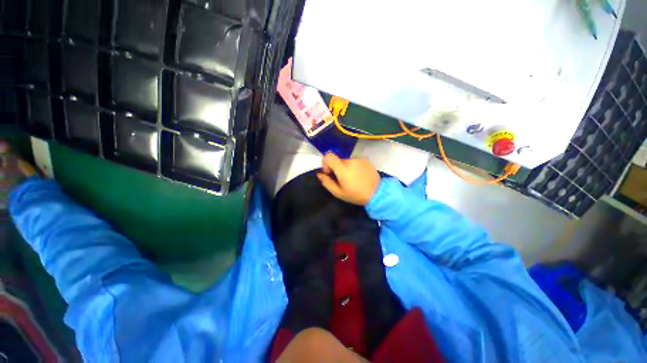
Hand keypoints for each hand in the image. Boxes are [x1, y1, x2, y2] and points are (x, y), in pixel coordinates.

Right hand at [317, 153, 379, 205]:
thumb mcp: (338, 193)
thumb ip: (327, 182)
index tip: (329, 172)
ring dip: (346, 167)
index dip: (325, 162)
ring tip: (352, 177)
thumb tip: (319, 174)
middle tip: (342, 179)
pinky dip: (354, 166)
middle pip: (338, 159)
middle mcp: (350, 160)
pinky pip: (355, 160)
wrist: (376, 194)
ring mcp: (359, 159)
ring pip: (347, 160)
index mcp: (342, 168)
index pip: (328, 156)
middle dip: (337, 167)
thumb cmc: (355, 195)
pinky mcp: (366, 159)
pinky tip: (359, 175)